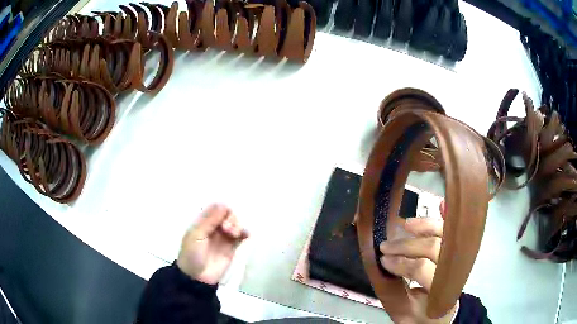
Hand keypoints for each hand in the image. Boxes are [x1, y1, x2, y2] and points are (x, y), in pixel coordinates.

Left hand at [177, 204, 248, 284]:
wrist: (197, 277)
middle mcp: (214, 227)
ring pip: (236, 224)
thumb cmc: (192, 254)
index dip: (222, 209)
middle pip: (228, 214)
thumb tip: (223, 204)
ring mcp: (224, 237)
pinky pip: (242, 236)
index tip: (223, 217)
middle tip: (228, 229)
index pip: (216, 208)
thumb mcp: (196, 235)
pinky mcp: (232, 247)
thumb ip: (209, 220)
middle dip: (231, 218)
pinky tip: (246, 235)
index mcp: (203, 222)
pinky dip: (245, 233)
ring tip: (234, 234)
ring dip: (238, 225)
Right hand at [379, 216, 457, 323]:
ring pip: (446, 234)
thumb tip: (383, 264)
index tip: (384, 260)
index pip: (423, 269)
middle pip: (434, 247)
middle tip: (386, 245)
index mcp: (441, 291)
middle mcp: (455, 270)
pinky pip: (455, 231)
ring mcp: (459, 258)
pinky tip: (442, 204)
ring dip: (425, 226)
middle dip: (407, 246)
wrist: (442, 317)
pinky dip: (448, 217)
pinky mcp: (459, 252)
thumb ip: (395, 291)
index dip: (402, 262)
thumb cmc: (422, 316)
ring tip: (406, 225)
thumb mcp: (405, 312)